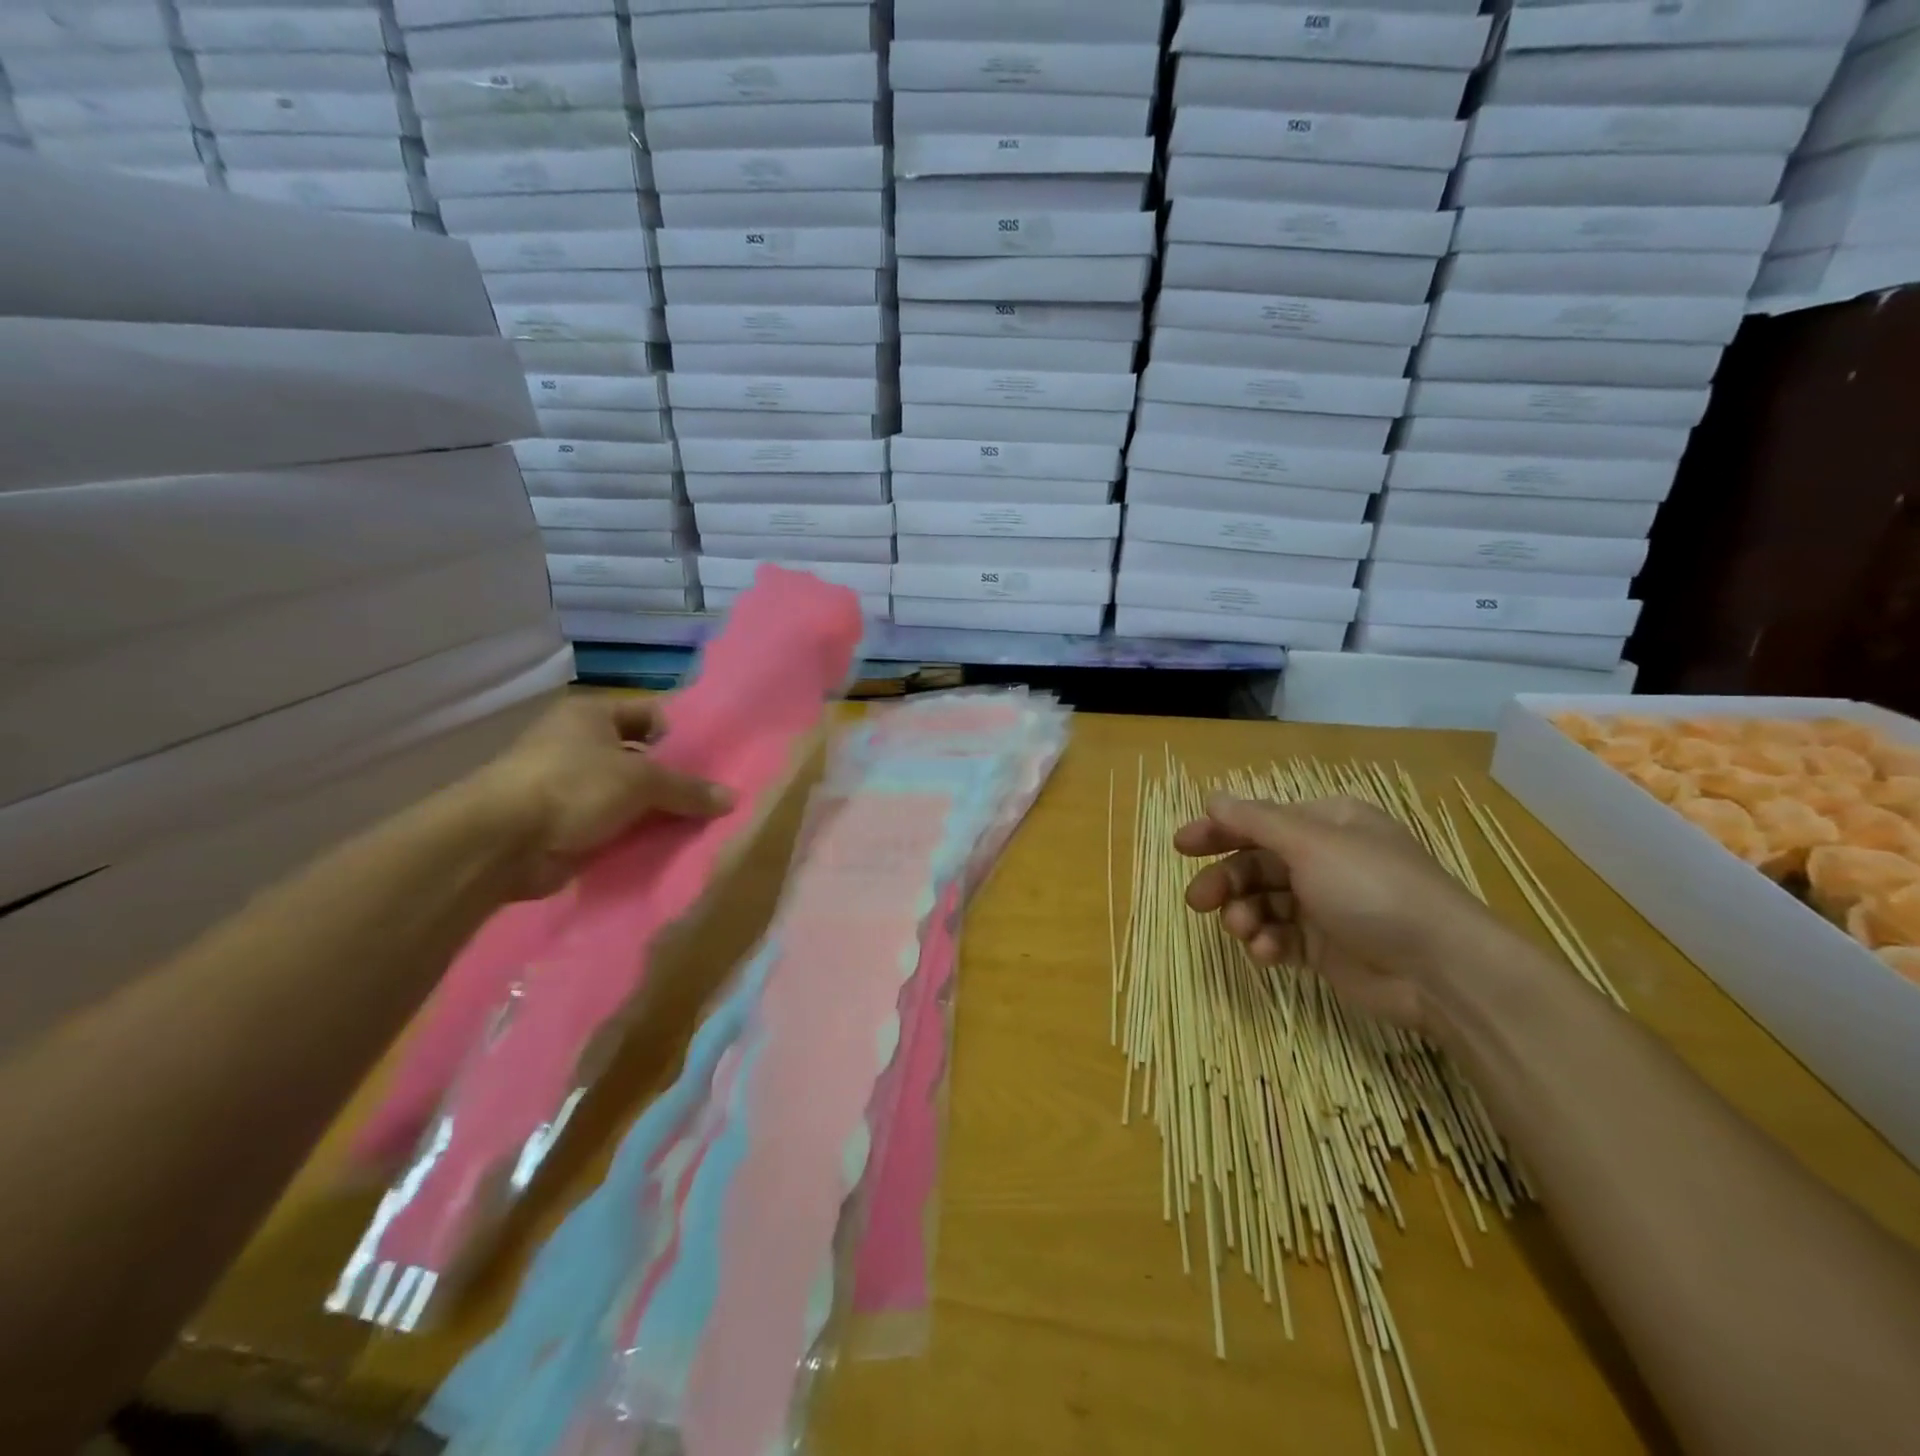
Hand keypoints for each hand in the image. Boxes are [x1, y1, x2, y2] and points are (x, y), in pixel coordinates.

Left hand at [468, 695, 731, 898]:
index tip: (712, 760)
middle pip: (642, 757)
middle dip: (674, 778)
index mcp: (592, 715)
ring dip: (657, 811)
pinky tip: (669, 845)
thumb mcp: (641, 780)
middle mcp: (579, 744)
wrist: (502, 843)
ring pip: (629, 795)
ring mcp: (570, 786)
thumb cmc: (573, 786)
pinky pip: (614, 825)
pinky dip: (637, 835)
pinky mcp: (566, 824)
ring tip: (701, 823)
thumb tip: (732, 798)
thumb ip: (688, 789)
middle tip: (713, 796)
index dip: (681, 734)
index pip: (650, 714)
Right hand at [1175, 794, 1513, 1031]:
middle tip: (1197, 901)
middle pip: (1256, 863)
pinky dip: (1268, 943)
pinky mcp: (1326, 947)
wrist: (1442, 970)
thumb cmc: (1374, 890)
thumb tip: (1213, 797)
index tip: (1182, 846)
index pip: (1259, 821)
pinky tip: (1268, 953)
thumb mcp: (1312, 844)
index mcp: (1327, 824)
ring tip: (1244, 931)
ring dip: (1245, 915)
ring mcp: (1325, 905)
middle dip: (1226, 881)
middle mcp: (1324, 860)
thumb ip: (1256, 821)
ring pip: (1263, 902)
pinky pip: (1281, 937)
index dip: (1218, 831)